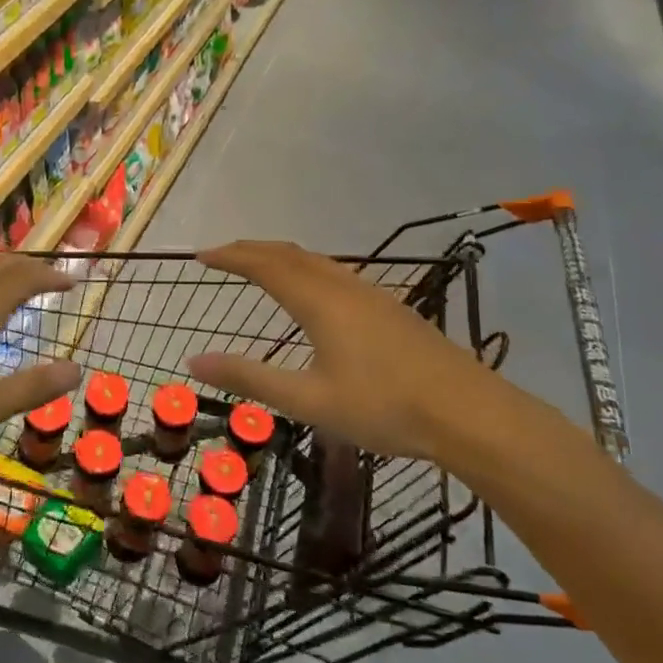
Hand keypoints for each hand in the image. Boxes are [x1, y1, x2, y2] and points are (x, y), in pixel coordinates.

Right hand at [184, 241, 566, 472]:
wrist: (468, 413)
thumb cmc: (383, 407)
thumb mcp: (308, 399)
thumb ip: (250, 377)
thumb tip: (194, 360)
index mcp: (319, 302)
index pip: (264, 265)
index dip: (231, 257)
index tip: (200, 255)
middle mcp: (343, 286)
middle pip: (290, 254)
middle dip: (252, 250)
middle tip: (222, 255)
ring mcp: (372, 294)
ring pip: (317, 261)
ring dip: (282, 257)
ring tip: (260, 266)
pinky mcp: (391, 308)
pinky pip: (336, 273)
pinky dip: (307, 269)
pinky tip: (313, 293)